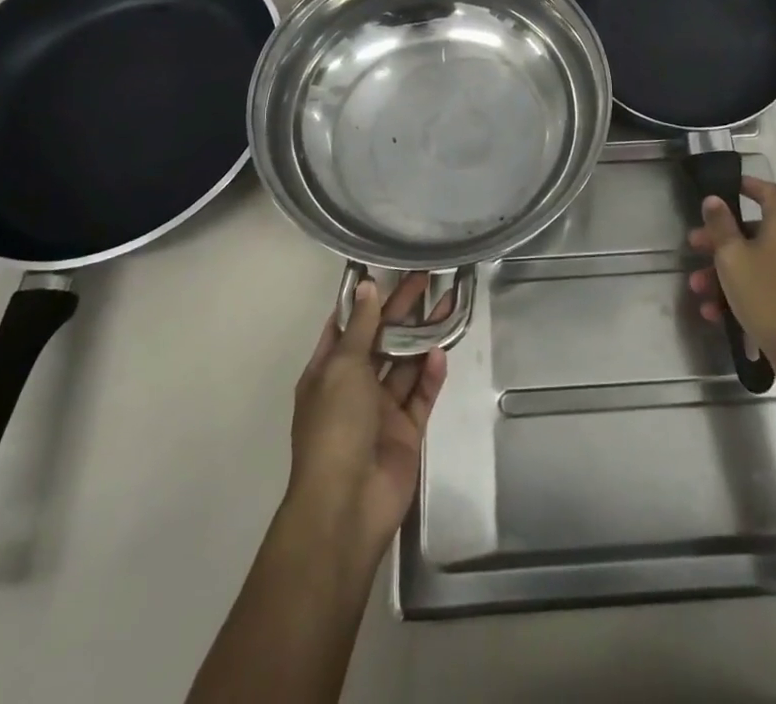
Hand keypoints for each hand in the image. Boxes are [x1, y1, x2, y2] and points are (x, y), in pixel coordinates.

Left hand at [285, 273, 448, 565]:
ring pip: (405, 365)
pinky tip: (441, 353)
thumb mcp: (341, 368)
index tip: (388, 270)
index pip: (346, 326)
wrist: (347, 504)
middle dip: (402, 311)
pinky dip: (431, 375)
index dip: (366, 300)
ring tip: (448, 304)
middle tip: (429, 277)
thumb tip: (366, 287)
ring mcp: (380, 410)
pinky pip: (421, 395)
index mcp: (327, 372)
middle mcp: (353, 387)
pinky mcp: (406, 431)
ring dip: (423, 337)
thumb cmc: (335, 427)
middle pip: (381, 341)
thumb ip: (360, 327)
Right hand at [687, 176, 775, 377]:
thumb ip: (720, 225)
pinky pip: (766, 285)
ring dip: (725, 272)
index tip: (728, 187)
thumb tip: (714, 199)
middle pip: (755, 231)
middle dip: (720, 240)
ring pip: (756, 262)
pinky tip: (716, 313)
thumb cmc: (765, 294)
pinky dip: (742, 291)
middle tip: (695, 247)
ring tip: (699, 289)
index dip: (749, 185)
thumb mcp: (732, 257)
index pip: (769, 192)